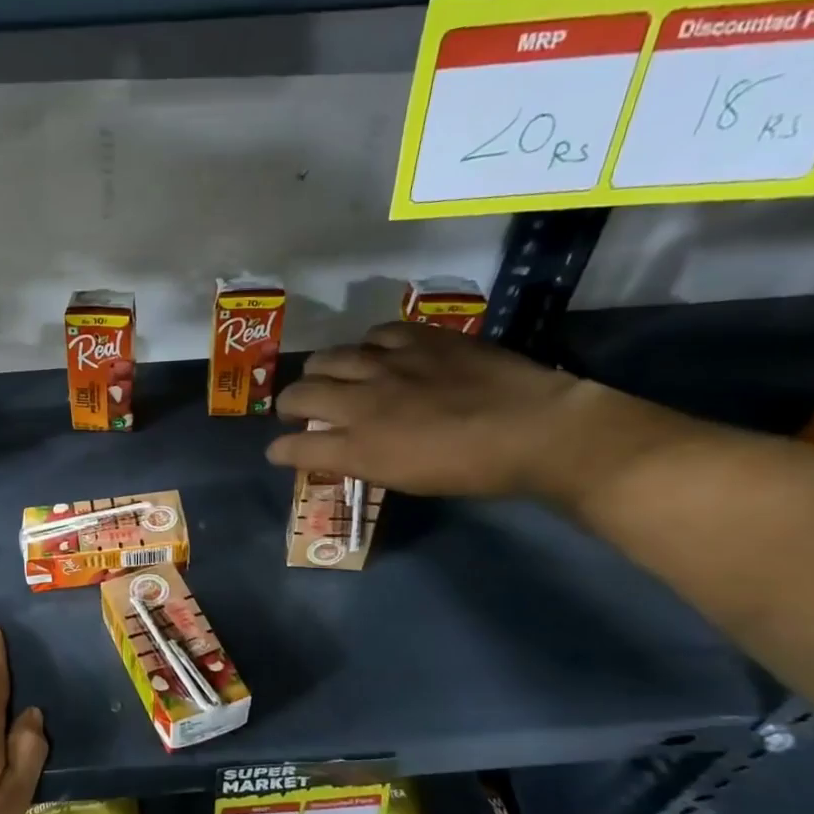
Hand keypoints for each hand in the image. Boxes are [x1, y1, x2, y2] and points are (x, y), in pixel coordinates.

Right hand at [266, 323, 645, 500]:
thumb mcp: (405, 479)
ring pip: (328, 356)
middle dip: (288, 404)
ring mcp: (389, 363)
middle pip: (299, 393)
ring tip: (332, 377)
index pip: (296, 445)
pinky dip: (367, 346)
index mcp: (358, 445)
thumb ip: (361, 461)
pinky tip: (378, 353)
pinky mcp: (419, 338)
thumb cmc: (469, 469)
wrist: (533, 429)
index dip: (281, 449)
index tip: (279, 451)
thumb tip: (336, 450)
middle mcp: (362, 400)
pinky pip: (375, 333)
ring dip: (321, 371)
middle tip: (299, 411)